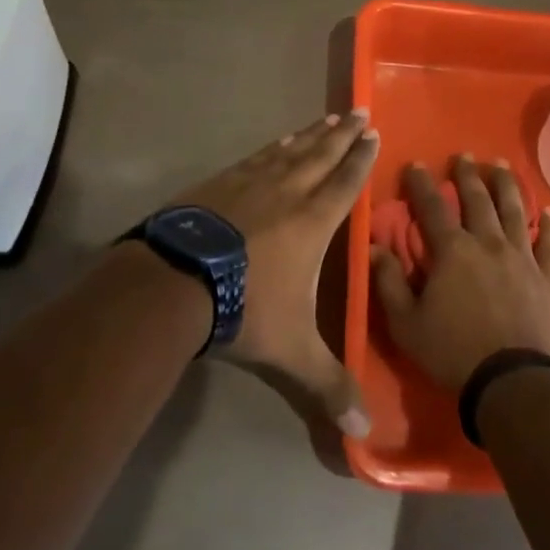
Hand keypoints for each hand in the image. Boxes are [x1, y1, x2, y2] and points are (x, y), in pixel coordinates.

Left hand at [164, 110, 379, 436]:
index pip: (345, 184)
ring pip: (290, 151)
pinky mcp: (220, 183)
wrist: (175, 282)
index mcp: (312, 222)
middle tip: (359, 113)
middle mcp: (287, 193)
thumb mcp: (292, 352)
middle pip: (322, 156)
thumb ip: (329, 386)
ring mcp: (250, 183)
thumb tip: (363, 436)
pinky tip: (277, 142)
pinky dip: (273, 147)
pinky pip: (257, 157)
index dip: (361, 160)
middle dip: (343, 136)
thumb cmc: (244, 309)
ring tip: (327, 119)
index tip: (374, 135)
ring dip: (311, 135)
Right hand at [372, 156, 549, 389]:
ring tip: (501, 166)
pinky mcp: (547, 276)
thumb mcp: (406, 323)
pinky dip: (548, 226)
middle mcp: (488, 243)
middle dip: (468, 174)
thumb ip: (389, 282)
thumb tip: (373, 247)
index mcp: (453, 250)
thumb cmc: (452, 352)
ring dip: (507, 185)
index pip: (433, 207)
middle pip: (478, 199)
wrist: (512, 381)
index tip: (416, 164)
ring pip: (515, 210)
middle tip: (464, 155)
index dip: (422, 184)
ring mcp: (522, 257)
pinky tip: (547, 212)